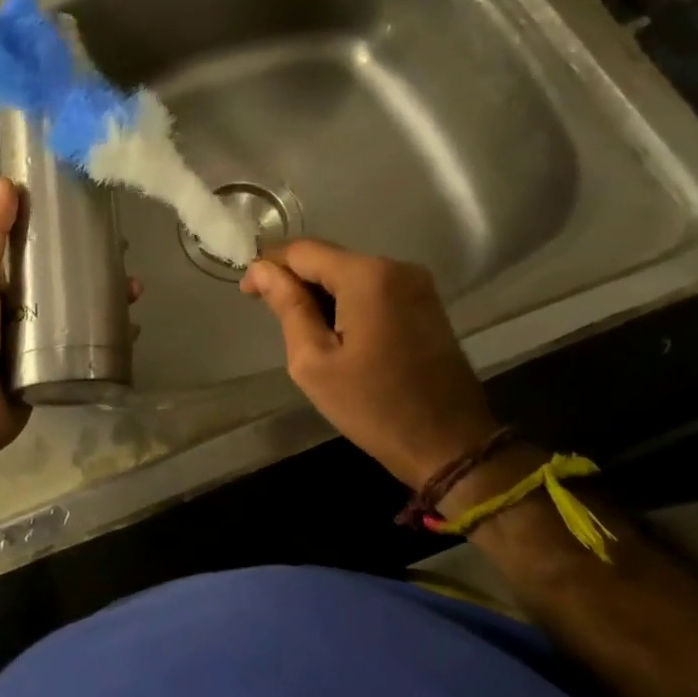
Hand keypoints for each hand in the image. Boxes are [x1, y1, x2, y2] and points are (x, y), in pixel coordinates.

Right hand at [240, 240, 499, 488]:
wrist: (450, 445)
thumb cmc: (373, 406)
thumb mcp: (314, 361)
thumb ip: (288, 307)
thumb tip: (262, 270)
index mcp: (367, 276)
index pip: (302, 251)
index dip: (269, 265)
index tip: (247, 291)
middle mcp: (395, 267)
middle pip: (328, 258)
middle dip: (294, 277)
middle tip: (265, 308)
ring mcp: (416, 283)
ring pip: (350, 272)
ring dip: (319, 290)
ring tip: (296, 323)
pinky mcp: (425, 302)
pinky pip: (373, 287)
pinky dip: (345, 299)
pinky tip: (332, 328)